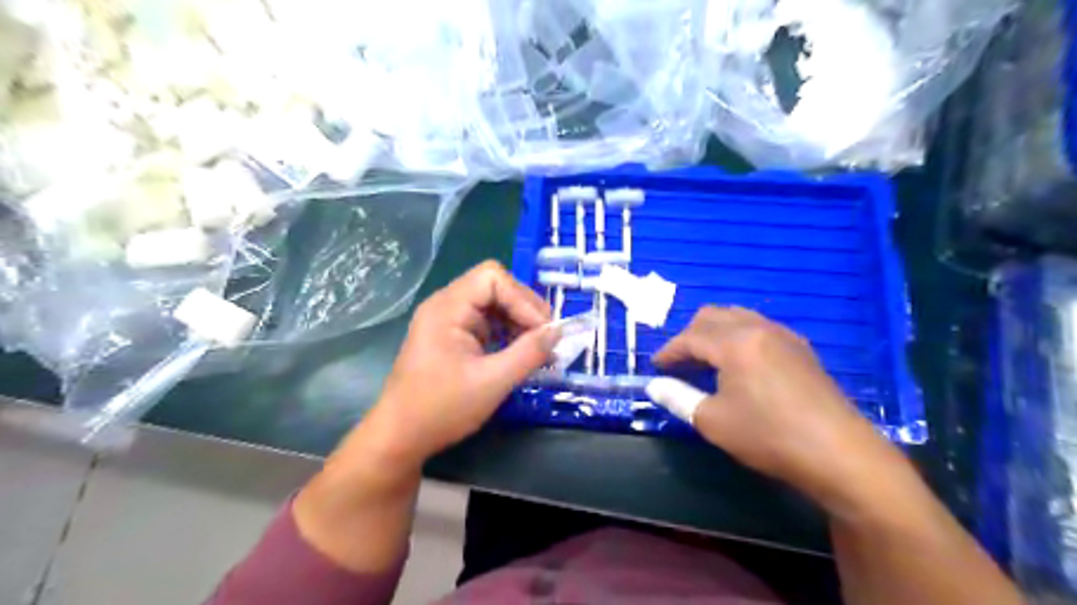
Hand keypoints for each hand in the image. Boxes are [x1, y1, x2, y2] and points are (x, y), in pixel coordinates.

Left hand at [292, 260, 555, 571]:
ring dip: (518, 322)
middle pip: (495, 287)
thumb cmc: (441, 409)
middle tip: (547, 338)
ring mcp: (448, 321)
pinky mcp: (452, 337)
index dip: (522, 299)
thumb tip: (559, 332)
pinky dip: (506, 334)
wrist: (400, 438)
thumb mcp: (492, 382)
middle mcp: (446, 306)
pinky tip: (519, 353)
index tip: (543, 330)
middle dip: (524, 310)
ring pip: (493, 305)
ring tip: (537, 348)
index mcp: (447, 308)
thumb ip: (529, 353)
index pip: (493, 278)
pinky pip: (486, 323)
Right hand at [652, 311, 902, 511]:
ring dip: (716, 333)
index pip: (690, 336)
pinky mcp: (802, 350)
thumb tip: (654, 386)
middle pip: (714, 315)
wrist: (841, 454)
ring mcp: (785, 336)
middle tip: (680, 362)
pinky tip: (741, 365)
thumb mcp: (713, 421)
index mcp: (735, 343)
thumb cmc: (769, 436)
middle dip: (690, 335)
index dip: (669, 351)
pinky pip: (760, 328)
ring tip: (707, 361)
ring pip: (739, 317)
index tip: (656, 367)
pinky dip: (739, 337)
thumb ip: (678, 397)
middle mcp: (759, 329)